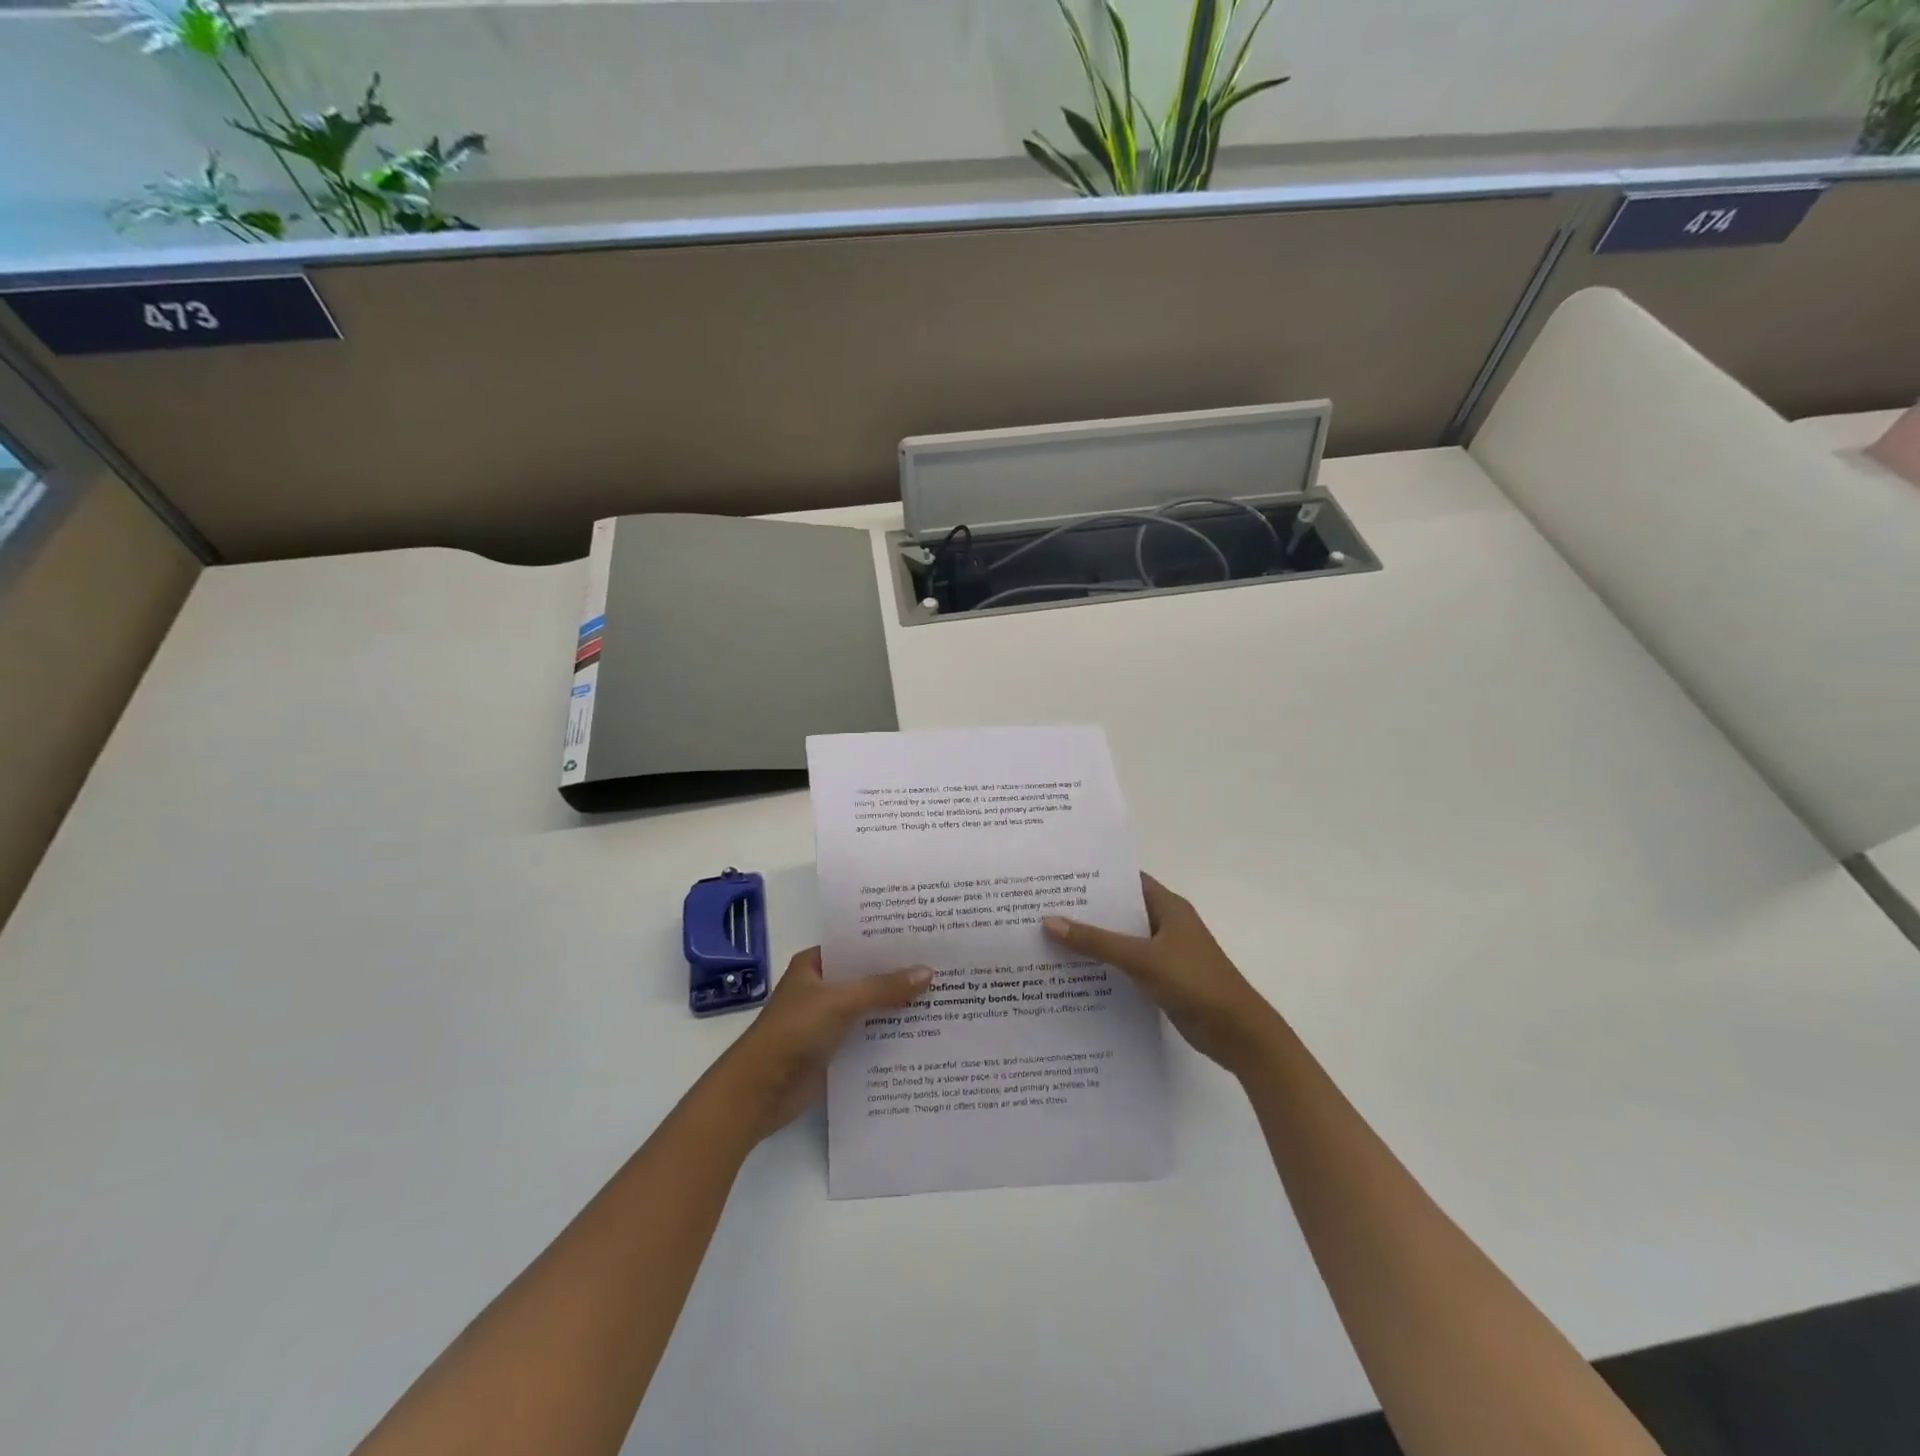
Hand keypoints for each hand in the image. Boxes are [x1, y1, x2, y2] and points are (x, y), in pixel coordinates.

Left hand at [720, 947, 932, 1141]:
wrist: (758, 1092)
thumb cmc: (793, 1033)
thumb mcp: (840, 1002)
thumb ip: (883, 988)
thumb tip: (928, 972)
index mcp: (815, 964)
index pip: (856, 944)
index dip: (887, 941)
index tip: (925, 936)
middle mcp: (822, 987)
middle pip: (866, 976)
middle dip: (899, 974)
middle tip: (943, 965)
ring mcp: (827, 1020)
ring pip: (869, 1007)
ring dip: (897, 1006)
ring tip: (943, 996)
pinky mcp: (833, 1050)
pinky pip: (868, 1035)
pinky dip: (889, 1034)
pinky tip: (923, 1032)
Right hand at [1044, 874, 1279, 1075]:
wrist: (1238, 1033)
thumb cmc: (1195, 982)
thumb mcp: (1142, 959)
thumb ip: (1097, 941)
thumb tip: (1049, 921)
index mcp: (1168, 907)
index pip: (1127, 880)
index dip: (1095, 877)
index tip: (1059, 876)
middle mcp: (1166, 924)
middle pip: (1120, 911)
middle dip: (1087, 910)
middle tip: (1043, 907)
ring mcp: (1165, 953)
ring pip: (1121, 940)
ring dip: (1093, 941)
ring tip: (1049, 939)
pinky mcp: (1162, 980)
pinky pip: (1126, 966)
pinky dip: (1105, 967)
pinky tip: (1074, 974)